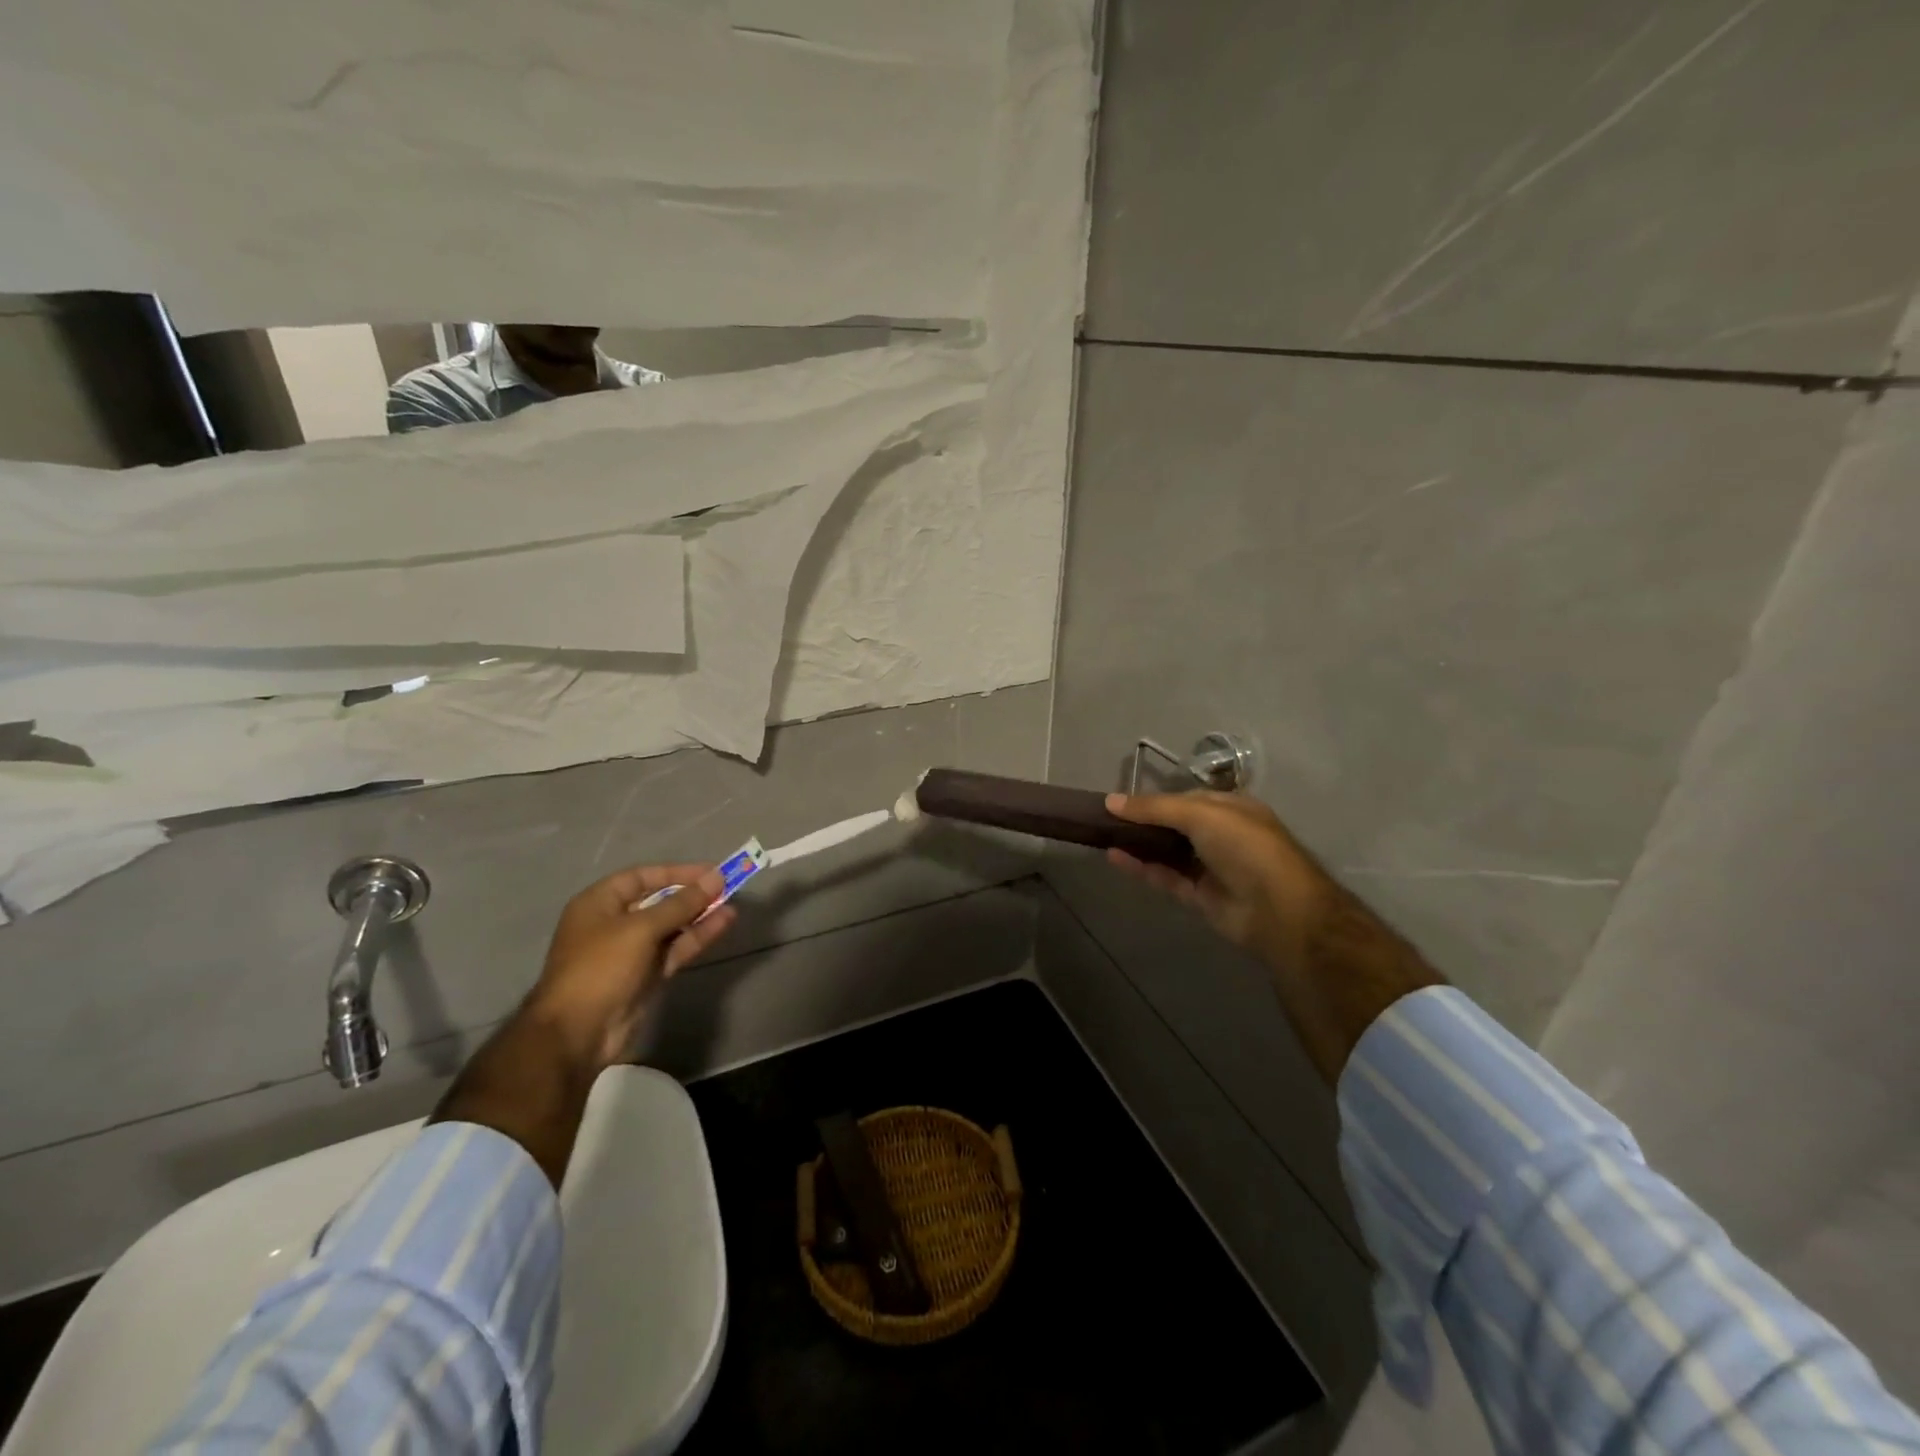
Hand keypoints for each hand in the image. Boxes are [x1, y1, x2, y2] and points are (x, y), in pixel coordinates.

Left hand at [525, 863, 737, 1071]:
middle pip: (658, 901)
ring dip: (699, 916)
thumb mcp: (641, 928)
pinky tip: (722, 925)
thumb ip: (681, 903)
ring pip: (671, 927)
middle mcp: (614, 923)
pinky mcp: (646, 976)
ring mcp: (631, 952)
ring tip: (732, 905)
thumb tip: (715, 878)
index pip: (642, 877)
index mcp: (599, 904)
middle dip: (691, 895)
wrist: (577, 1034)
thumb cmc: (601, 968)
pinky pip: (675, 949)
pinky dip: (697, 937)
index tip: (709, 872)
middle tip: (726, 888)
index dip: (676, 872)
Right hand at [1105, 790, 1330, 962]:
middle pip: (1174, 826)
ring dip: (1138, 845)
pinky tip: (1114, 857)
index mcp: (1231, 809)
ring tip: (1103, 836)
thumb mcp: (1200, 814)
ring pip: (1167, 853)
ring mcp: (1211, 868)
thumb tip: (1111, 801)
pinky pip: (1165, 878)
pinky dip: (1141, 868)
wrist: (1278, 909)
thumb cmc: (1244, 847)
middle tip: (1105, 820)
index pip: (1186, 799)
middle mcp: (1222, 836)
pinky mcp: (1200, 897)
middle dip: (1143, 822)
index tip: (1120, 801)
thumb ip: (1154, 808)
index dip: (1154, 799)